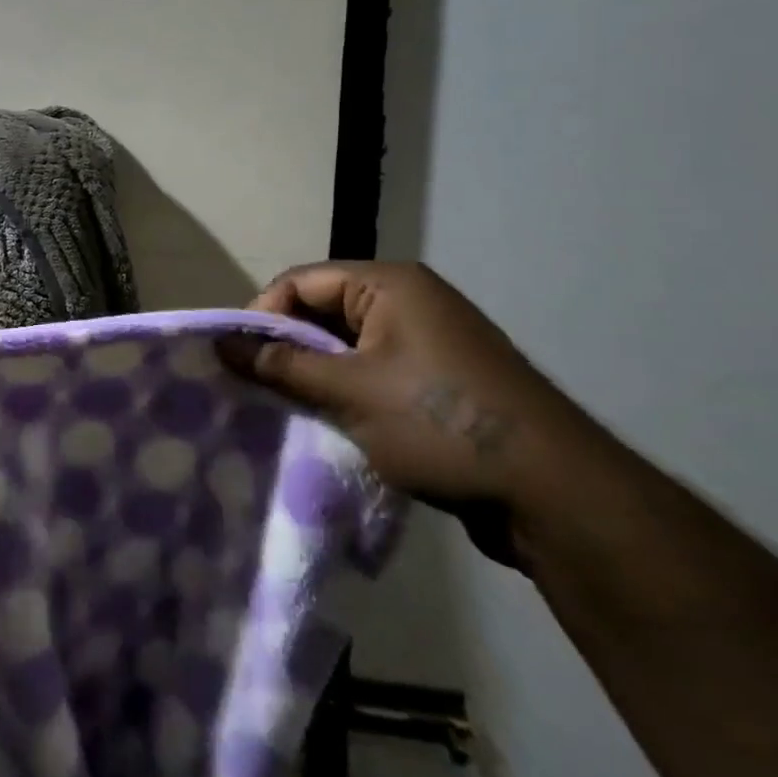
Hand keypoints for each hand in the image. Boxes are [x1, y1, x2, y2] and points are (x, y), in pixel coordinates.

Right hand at [227, 261, 599, 568]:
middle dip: (287, 347)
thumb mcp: (349, 391)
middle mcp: (411, 301)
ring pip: (347, 345)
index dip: (263, 316)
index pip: (300, 282)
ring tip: (287, 406)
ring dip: (316, 373)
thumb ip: (280, 365)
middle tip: (256, 387)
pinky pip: (374, 369)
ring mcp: (430, 340)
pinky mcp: (441, 379)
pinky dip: (347, 390)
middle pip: (323, 310)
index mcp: (391, 285)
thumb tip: (222, 343)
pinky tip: (331, 420)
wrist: (555, 493)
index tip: (238, 360)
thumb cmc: (440, 423)